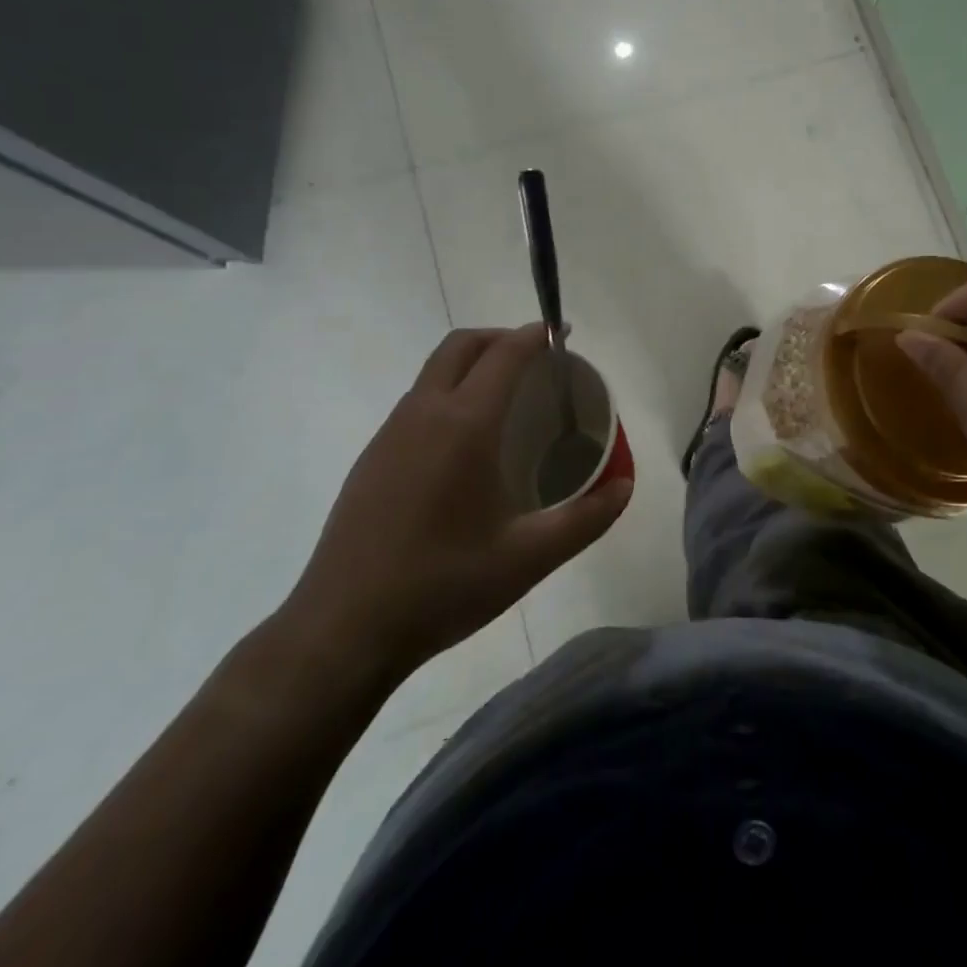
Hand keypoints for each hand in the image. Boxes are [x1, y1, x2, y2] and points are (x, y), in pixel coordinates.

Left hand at [279, 325, 630, 694]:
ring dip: (472, 364)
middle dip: (501, 338)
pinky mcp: (371, 458)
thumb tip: (624, 486)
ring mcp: (390, 434)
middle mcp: (423, 413)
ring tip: (507, 399)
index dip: (536, 336)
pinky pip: (417, 402)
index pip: (505, 354)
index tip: (562, 336)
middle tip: (537, 360)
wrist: (342, 630)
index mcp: (464, 424)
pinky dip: (449, 393)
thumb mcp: (529, 558)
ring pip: (434, 371)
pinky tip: (466, 445)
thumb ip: (586, 518)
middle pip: (462, 345)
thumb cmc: (443, 585)